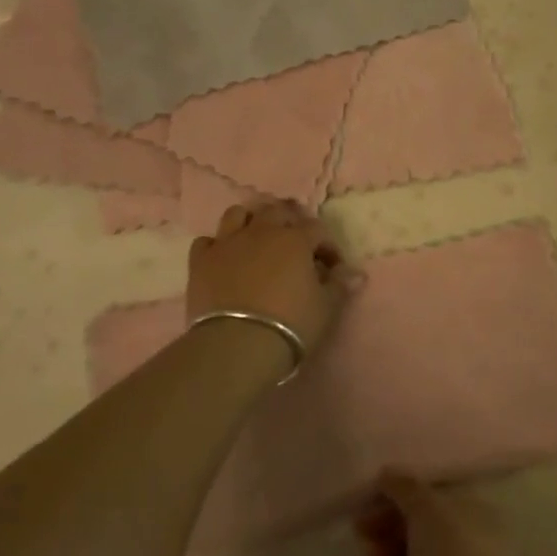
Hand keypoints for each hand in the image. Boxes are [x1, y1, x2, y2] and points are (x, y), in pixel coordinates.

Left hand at [188, 201, 358, 355]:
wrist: (237, 344)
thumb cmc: (290, 325)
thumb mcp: (325, 308)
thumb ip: (340, 286)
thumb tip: (355, 273)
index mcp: (294, 240)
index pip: (316, 229)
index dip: (327, 246)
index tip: (331, 267)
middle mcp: (260, 232)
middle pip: (276, 212)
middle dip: (289, 222)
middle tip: (294, 242)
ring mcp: (227, 243)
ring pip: (237, 214)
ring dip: (250, 222)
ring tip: (256, 238)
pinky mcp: (201, 261)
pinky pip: (207, 241)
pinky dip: (217, 246)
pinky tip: (224, 259)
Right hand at [355, 472, 519, 555]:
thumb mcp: (426, 509)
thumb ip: (405, 488)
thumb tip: (388, 473)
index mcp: (475, 516)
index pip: (432, 502)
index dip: (399, 499)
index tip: (369, 502)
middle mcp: (473, 550)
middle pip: (421, 536)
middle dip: (389, 532)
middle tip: (363, 534)